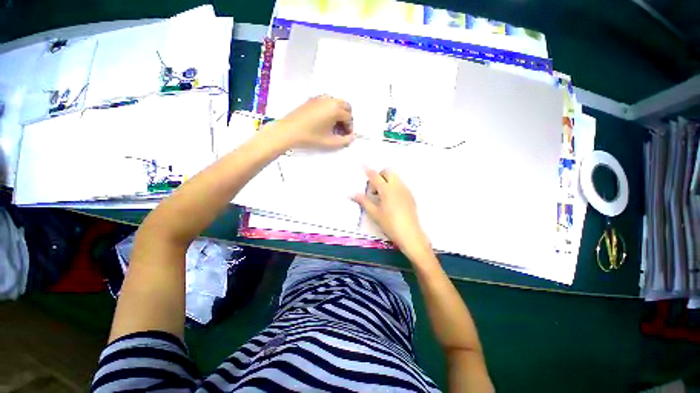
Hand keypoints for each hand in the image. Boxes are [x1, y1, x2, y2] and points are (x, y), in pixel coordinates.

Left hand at [269, 96, 354, 149]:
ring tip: (334, 125)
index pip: (349, 117)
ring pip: (337, 102)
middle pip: (346, 106)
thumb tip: (352, 138)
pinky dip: (331, 109)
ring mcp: (321, 98)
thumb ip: (344, 141)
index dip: (349, 128)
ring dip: (340, 112)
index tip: (346, 136)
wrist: (289, 131)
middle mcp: (330, 100)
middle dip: (347, 118)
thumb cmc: (311, 137)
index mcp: (335, 109)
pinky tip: (325, 120)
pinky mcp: (313, 99)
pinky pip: (328, 101)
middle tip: (342, 129)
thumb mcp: (329, 142)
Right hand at [353, 168, 431, 259]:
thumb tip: (353, 194)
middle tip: (374, 189)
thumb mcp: (374, 213)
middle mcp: (397, 186)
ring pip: (395, 178)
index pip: (375, 176)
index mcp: (387, 189)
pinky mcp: (410, 196)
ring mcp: (405, 190)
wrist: (410, 234)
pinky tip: (391, 200)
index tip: (363, 165)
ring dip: (387, 180)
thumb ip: (364, 201)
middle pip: (388, 172)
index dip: (368, 171)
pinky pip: (401, 185)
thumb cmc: (390, 224)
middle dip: (380, 175)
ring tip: (382, 196)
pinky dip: (394, 186)